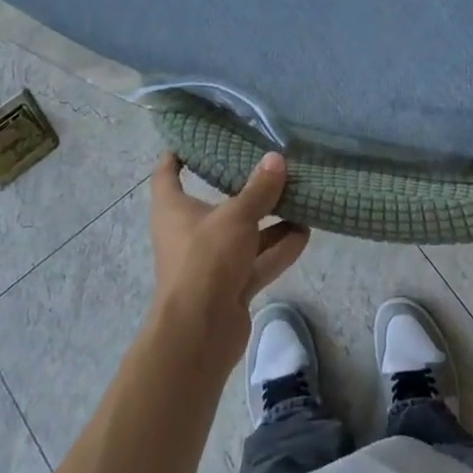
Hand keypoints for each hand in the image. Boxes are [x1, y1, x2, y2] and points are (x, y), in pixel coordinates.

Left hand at [149, 152, 309, 367]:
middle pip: (216, 202)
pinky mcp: (231, 286)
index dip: (177, 154)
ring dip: (269, 219)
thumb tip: (277, 158)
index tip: (197, 136)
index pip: (167, 174)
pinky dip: (279, 248)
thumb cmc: (205, 262)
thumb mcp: (235, 217)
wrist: (199, 335)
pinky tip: (305, 233)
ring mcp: (212, 262)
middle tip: (269, 163)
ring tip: (299, 197)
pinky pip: (257, 260)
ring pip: (243, 233)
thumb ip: (259, 190)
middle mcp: (189, 232)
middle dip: (243, 186)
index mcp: (173, 210)